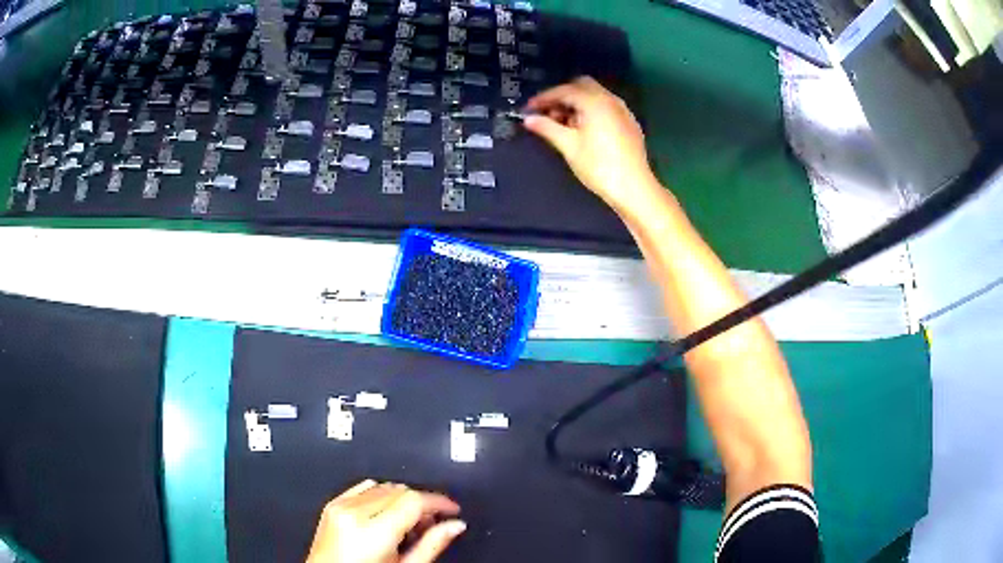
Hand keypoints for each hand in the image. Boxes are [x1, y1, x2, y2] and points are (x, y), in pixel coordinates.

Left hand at [306, 480, 465, 562]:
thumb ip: (432, 545)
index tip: (451, 509)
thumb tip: (455, 525)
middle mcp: (353, 513)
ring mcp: (339, 507)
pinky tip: (387, 515)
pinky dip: (381, 496)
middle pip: (400, 491)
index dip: (439, 501)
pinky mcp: (332, 505)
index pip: (414, 500)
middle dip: (422, 503)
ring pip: (383, 486)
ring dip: (402, 499)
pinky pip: (362, 487)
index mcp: (372, 531)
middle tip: (434, 523)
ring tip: (410, 525)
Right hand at [523, 76, 658, 214]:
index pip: (564, 90)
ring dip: (576, 103)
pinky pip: (605, 107)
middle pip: (581, 86)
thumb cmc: (599, 166)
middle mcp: (610, 100)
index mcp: (595, 101)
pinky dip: (590, 111)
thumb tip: (529, 119)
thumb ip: (547, 128)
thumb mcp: (569, 146)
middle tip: (547, 113)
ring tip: (562, 125)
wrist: (634, 188)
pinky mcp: (629, 123)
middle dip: (562, 96)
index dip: (543, 98)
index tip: (529, 109)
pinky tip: (582, 130)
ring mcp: (622, 110)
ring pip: (594, 96)